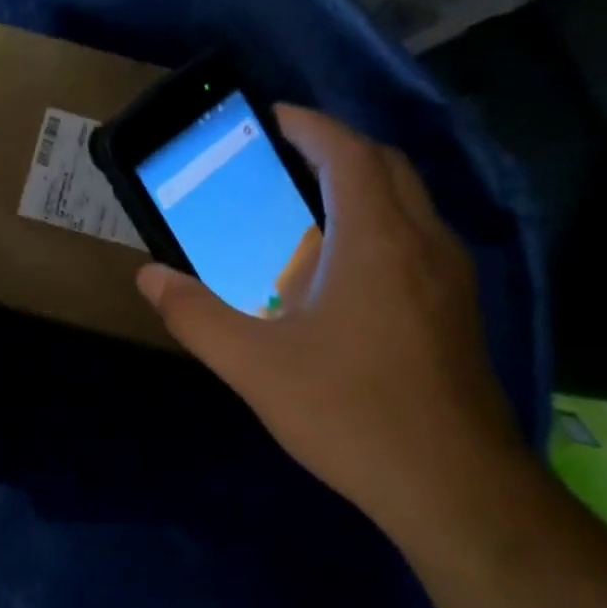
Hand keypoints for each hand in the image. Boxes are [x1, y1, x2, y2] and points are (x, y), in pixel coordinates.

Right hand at [136, 105, 526, 533]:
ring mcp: (450, 276)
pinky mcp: (457, 308)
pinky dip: (377, 220)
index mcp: (375, 241)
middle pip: (385, 164)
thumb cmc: (351, 413)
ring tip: (305, 202)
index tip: (269, 118)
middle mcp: (423, 243)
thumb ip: (195, 315)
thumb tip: (148, 277)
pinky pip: (417, 235)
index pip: (347, 153)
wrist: (456, 489)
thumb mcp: (253, 366)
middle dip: (334, 146)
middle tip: (281, 155)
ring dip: (360, 182)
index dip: (308, 125)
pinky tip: (341, 267)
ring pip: (408, 199)